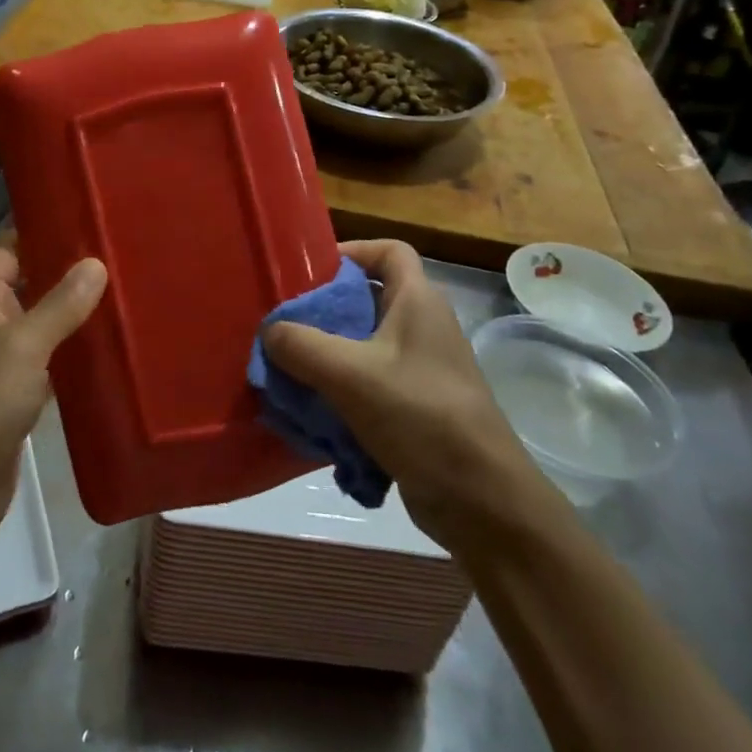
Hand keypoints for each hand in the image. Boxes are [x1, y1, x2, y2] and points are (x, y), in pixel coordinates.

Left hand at [0, 246, 106, 557]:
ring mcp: (1, 363)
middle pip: (32, 285)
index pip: (12, 248)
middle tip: (126, 258)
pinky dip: (74, 357)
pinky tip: (113, 351)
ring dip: (77, 317)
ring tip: (129, 297)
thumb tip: (95, 263)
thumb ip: (60, 304)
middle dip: (72, 275)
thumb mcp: (22, 345)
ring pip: (44, 326)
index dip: (47, 232)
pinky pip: (49, 365)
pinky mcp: (15, 398)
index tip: (94, 221)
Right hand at [262, 240, 539, 544]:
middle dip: (323, 312)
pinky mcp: (416, 408)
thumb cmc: (420, 416)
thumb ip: (300, 346)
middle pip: (367, 300)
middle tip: (284, 326)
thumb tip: (270, 331)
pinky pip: (369, 386)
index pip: (389, 251)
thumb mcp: (349, 374)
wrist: (481, 500)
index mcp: (418, 302)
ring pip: (363, 347)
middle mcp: (423, 328)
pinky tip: (311, 415)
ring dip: (326, 359)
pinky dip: (340, 395)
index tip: (310, 272)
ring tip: (287, 373)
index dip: (352, 251)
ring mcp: (422, 370)